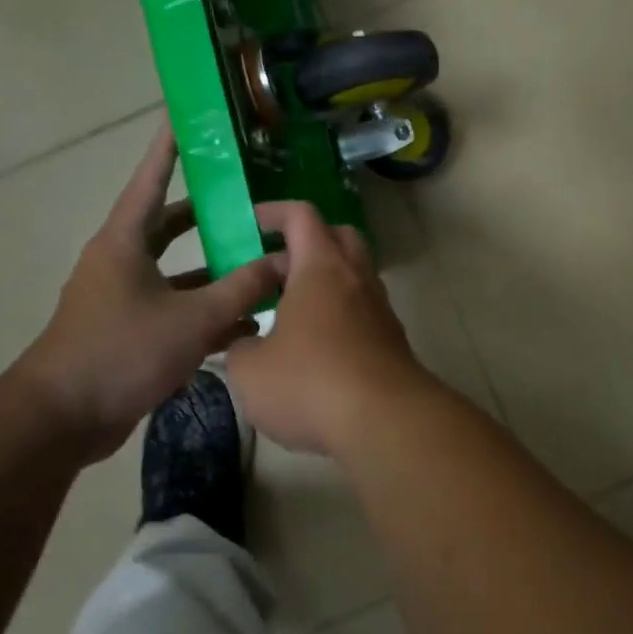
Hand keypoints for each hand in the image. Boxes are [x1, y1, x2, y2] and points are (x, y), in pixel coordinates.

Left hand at [12, 123, 281, 456]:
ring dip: (216, 266)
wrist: (61, 420)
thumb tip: (287, 262)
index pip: (151, 181)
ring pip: (179, 269)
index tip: (185, 117)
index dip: (169, 148)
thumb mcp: (193, 318)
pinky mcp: (131, 331)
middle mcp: (121, 262)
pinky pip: (177, 306)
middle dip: (210, 212)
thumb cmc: (121, 353)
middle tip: (249, 196)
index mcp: (124, 243)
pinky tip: (248, 320)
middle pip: (170, 224)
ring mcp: (125, 298)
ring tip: (262, 257)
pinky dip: (208, 308)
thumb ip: (244, 288)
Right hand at [226, 200, 435, 456]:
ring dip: (324, 283)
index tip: (251, 224)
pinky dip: (339, 314)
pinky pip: (362, 310)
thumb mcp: (250, 370)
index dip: (274, 212)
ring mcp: (380, 308)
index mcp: (322, 268)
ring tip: (287, 313)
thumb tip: (247, 345)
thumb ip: (240, 348)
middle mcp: (357, 278)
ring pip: (353, 276)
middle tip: (273, 270)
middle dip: (306, 244)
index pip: (302, 216)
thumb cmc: (310, 383)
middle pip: (338, 237)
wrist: (386, 420)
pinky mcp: (392, 339)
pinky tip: (315, 347)